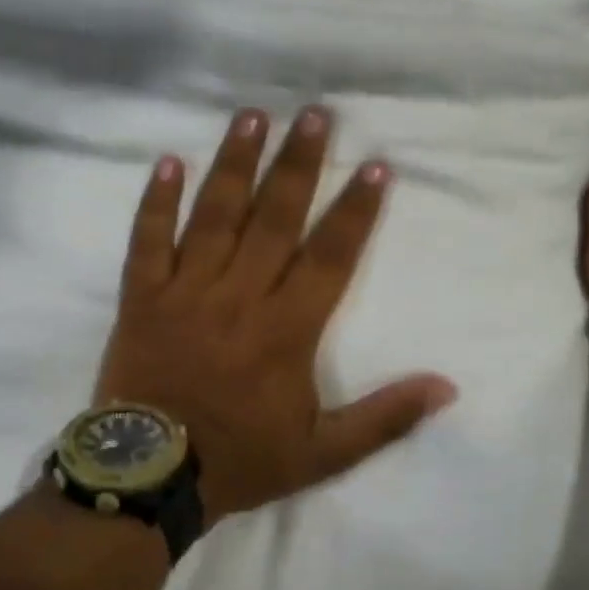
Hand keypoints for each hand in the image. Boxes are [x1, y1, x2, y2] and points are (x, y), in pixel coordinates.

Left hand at [96, 107, 456, 525]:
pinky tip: (168, 161)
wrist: (150, 476)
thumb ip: (385, 418)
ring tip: (252, 116)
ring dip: (236, 164)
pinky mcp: (142, 299)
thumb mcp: (324, 453)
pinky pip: (148, 241)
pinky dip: (156, 201)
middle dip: (299, 164)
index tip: (375, 166)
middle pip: (275, 218)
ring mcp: (186, 292)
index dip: (356, 211)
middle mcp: (240, 297)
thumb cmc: (240, 461)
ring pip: (215, 216)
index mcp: (287, 330)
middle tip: (316, 113)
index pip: (330, 256)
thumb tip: (446, 387)